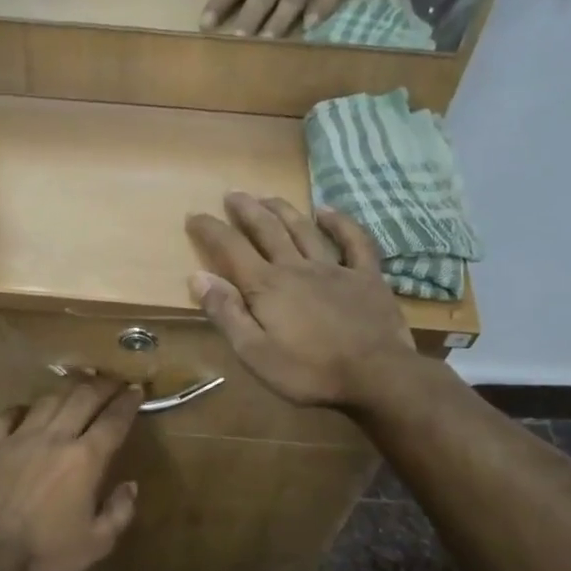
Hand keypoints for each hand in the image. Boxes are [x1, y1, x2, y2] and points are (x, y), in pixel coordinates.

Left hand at [0, 378, 142, 570]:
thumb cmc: (47, 553)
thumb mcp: (97, 543)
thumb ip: (120, 511)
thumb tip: (130, 486)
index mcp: (86, 459)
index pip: (114, 420)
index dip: (128, 402)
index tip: (137, 391)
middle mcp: (55, 437)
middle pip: (84, 397)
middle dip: (103, 384)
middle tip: (113, 381)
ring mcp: (19, 437)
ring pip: (49, 399)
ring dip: (68, 389)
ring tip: (77, 387)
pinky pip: (9, 414)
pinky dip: (24, 408)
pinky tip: (30, 410)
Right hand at [186, 193, 416, 408]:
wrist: (375, 376)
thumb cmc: (309, 371)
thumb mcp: (255, 353)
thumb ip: (226, 314)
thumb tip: (198, 277)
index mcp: (266, 286)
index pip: (230, 248)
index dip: (210, 229)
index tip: (194, 215)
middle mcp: (296, 267)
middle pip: (267, 229)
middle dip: (246, 210)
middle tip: (232, 194)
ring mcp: (335, 268)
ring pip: (303, 229)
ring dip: (283, 209)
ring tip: (267, 196)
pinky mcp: (366, 276)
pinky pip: (353, 240)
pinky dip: (339, 222)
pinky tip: (327, 210)